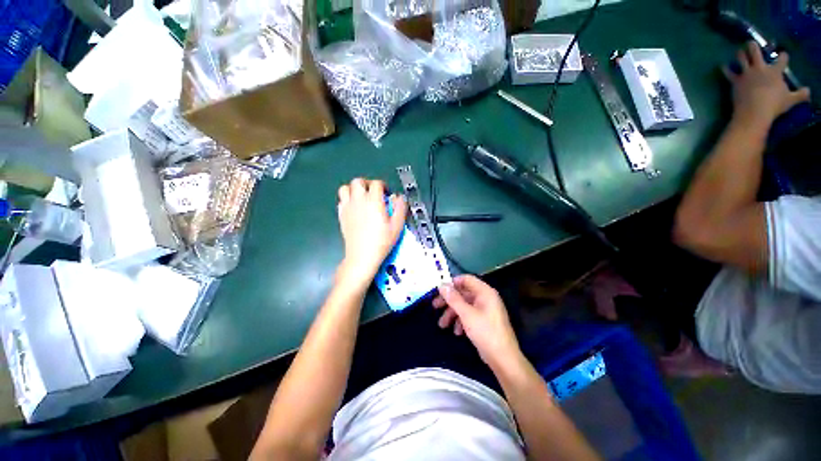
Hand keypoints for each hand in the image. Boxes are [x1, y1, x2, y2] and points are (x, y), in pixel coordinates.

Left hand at [336, 178, 406, 288]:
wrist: (362, 255)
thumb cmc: (382, 241)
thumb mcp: (397, 225)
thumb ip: (400, 208)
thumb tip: (399, 197)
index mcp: (373, 201)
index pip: (376, 184)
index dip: (383, 185)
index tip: (386, 193)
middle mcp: (359, 201)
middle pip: (358, 181)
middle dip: (367, 184)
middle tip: (373, 192)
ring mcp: (347, 207)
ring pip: (345, 188)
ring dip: (354, 189)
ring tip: (362, 197)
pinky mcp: (341, 215)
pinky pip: (341, 200)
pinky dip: (347, 199)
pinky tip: (354, 208)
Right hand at [433, 275, 521, 369]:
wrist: (503, 359)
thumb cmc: (485, 332)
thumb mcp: (466, 314)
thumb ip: (453, 298)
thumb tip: (442, 285)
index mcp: (484, 292)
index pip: (466, 279)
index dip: (452, 283)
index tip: (439, 290)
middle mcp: (485, 298)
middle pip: (463, 293)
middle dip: (449, 301)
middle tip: (435, 306)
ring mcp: (485, 310)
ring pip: (464, 305)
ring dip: (453, 313)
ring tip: (442, 325)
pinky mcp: (484, 321)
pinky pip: (469, 315)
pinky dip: (461, 321)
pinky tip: (456, 332)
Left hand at [723, 42, 809, 127]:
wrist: (755, 112)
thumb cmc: (774, 105)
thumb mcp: (791, 99)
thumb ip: (800, 94)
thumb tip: (808, 92)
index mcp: (775, 71)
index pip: (782, 59)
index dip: (783, 56)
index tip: (783, 55)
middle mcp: (760, 68)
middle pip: (755, 52)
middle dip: (753, 46)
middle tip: (751, 43)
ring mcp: (747, 74)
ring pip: (741, 58)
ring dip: (739, 53)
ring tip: (738, 51)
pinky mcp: (736, 81)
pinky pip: (728, 73)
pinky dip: (725, 69)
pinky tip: (722, 65)